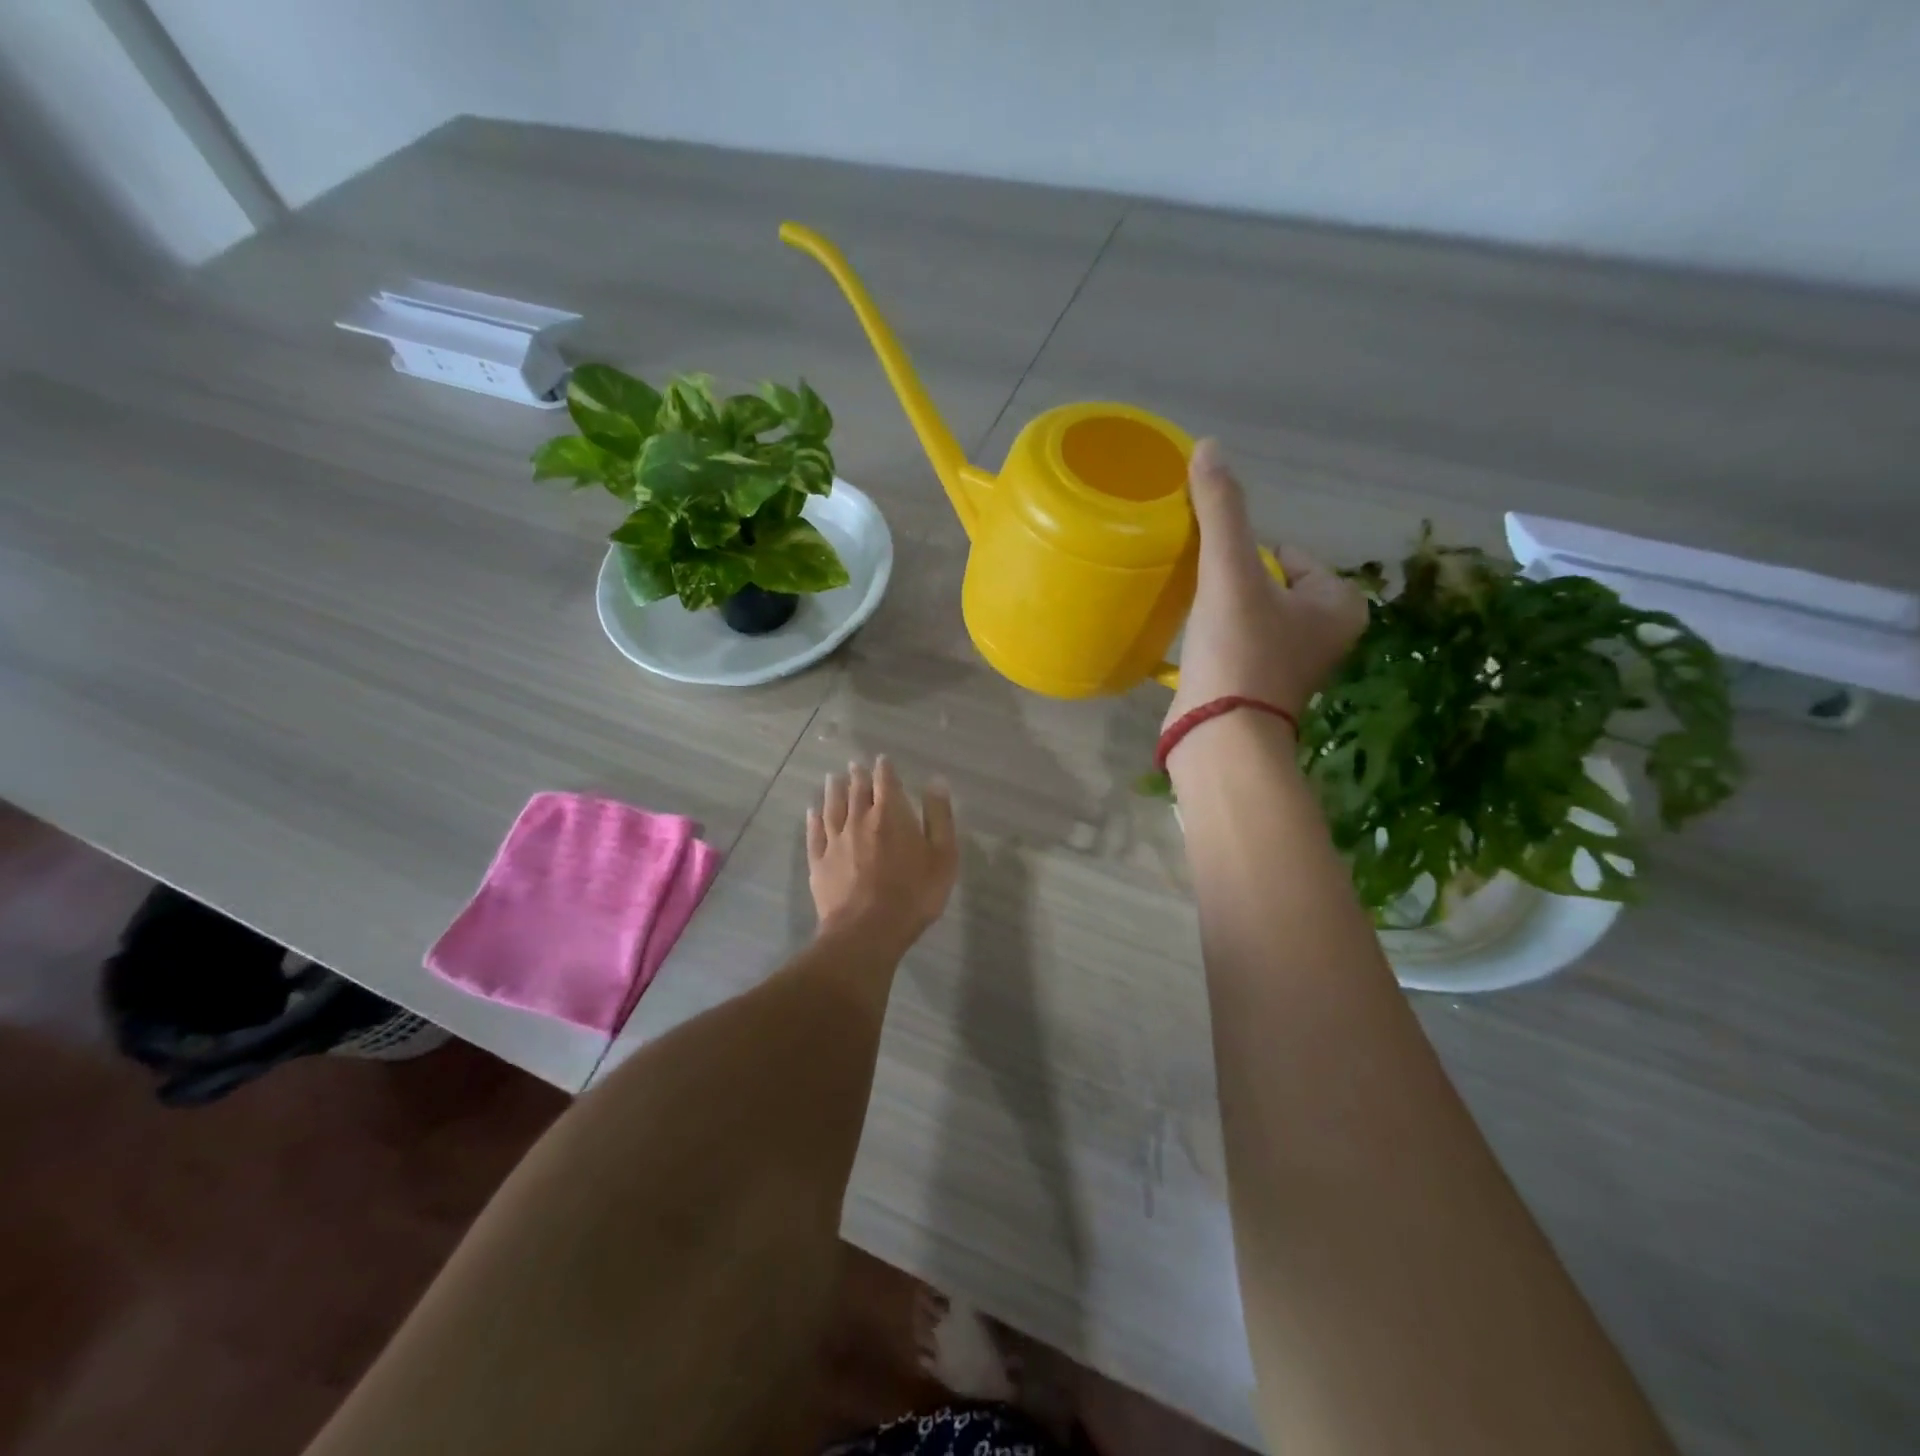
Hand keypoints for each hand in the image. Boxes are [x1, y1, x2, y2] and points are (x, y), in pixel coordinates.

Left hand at [807, 757, 957, 954]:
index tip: (882, 760)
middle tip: (854, 765)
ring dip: (833, 791)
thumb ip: (939, 816)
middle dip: (857, 776)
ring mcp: (835, 841)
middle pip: (856, 791)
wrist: (867, 931)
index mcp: (890, 814)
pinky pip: (814, 834)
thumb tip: (935, 781)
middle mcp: (859, 820)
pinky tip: (812, 812)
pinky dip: (813, 819)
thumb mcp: (942, 856)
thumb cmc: (913, 894)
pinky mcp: (819, 862)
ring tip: (831, 778)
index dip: (884, 769)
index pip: (886, 782)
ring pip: (832, 808)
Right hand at [1166, 439, 1366, 737]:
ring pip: (1251, 616)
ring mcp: (1293, 668)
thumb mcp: (1231, 571)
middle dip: (1233, 584)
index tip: (1219, 574)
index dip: (1247, 556)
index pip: (1291, 554)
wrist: (1220, 737)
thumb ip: (1222, 510)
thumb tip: (1208, 446)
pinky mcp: (1259, 692)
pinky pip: (1237, 646)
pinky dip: (1216, 642)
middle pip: (1268, 584)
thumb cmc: (1240, 650)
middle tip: (1203, 595)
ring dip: (1221, 612)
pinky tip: (1192, 647)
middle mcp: (1326, 636)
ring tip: (1194, 618)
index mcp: (1340, 604)